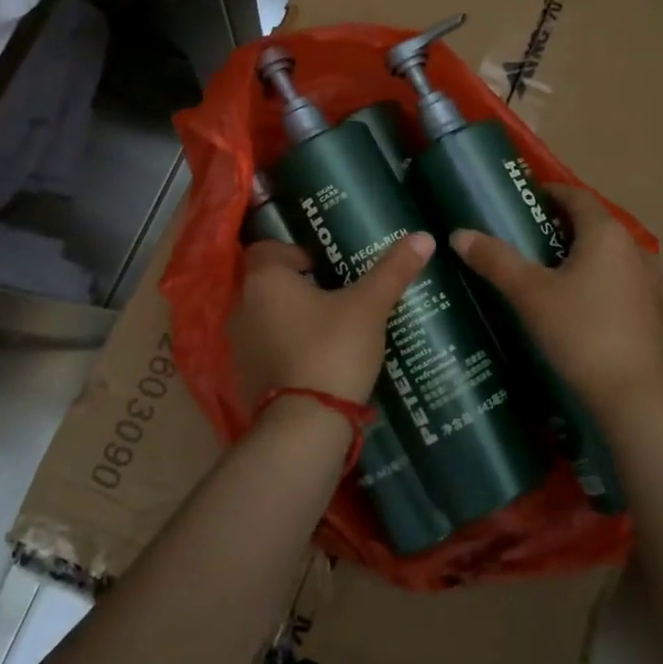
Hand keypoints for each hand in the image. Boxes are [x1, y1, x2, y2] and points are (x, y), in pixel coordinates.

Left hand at [226, 233, 435, 410]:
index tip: (325, 267)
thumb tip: (423, 237)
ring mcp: (239, 347)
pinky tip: (317, 363)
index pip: (268, 249)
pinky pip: (266, 353)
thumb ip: (393, 270)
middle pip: (268, 285)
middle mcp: (243, 307)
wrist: (304, 426)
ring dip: (291, 321)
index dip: (295, 252)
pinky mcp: (244, 380)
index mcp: (264, 280)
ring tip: (330, 330)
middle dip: (298, 287)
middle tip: (335, 296)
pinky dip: (286, 352)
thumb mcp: (369, 307)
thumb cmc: (332, 350)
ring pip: (266, 320)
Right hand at [450, 185, 662, 428]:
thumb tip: (459, 234)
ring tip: (543, 270)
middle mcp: (633, 249)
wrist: (638, 396)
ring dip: (577, 255)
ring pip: (606, 255)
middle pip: (592, 224)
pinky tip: (572, 305)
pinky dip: (594, 280)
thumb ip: (495, 260)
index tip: (521, 199)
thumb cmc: (582, 333)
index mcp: (606, 234)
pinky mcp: (652, 311)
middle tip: (522, 236)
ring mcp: (649, 281)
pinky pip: (618, 281)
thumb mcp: (530, 294)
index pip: (576, 196)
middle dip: (559, 225)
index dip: (549, 192)